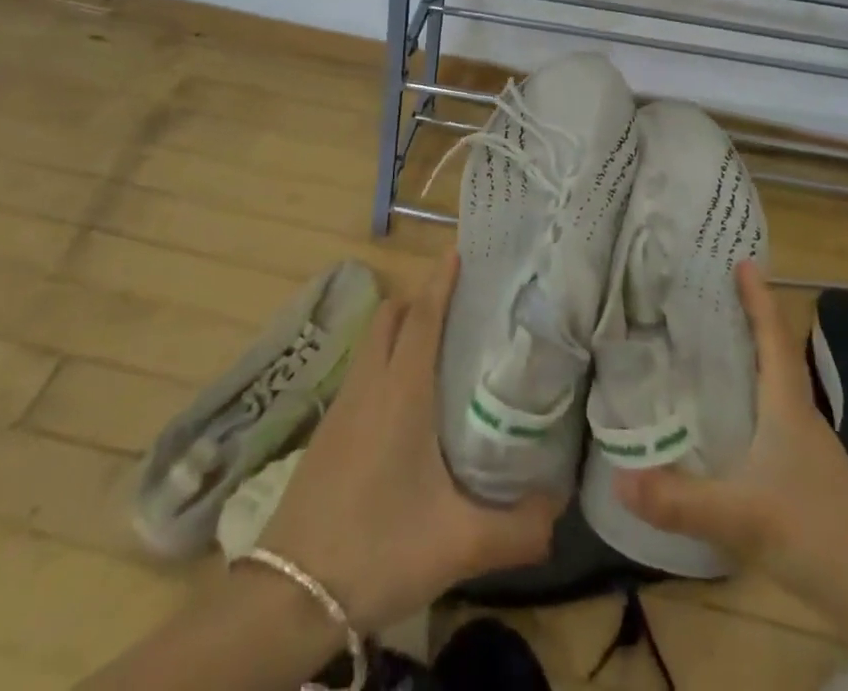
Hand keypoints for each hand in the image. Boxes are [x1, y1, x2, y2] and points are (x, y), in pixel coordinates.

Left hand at [257, 252, 560, 631]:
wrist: (287, 596)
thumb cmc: (376, 549)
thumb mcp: (457, 544)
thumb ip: (517, 528)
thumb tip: (560, 510)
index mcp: (402, 390)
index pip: (423, 315)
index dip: (441, 279)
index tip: (461, 250)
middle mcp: (370, 384)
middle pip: (392, 315)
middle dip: (422, 296)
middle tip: (462, 303)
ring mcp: (343, 406)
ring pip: (373, 341)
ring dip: (402, 326)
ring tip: (440, 344)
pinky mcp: (327, 432)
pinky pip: (362, 370)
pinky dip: (385, 359)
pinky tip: (406, 400)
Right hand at [613, 262, 847, 611]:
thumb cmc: (823, 534)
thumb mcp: (744, 517)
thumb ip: (681, 501)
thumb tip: (618, 477)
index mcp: (787, 405)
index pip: (772, 336)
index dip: (758, 298)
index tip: (742, 261)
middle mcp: (798, 417)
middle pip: (772, 356)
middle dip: (744, 324)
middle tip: (704, 302)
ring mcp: (806, 452)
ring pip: (771, 393)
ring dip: (745, 367)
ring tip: (702, 355)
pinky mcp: (806, 484)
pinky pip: (769, 428)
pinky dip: (746, 412)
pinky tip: (721, 432)